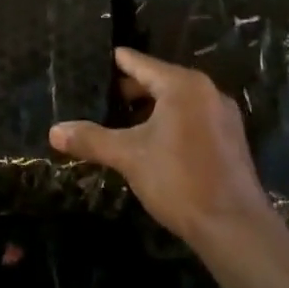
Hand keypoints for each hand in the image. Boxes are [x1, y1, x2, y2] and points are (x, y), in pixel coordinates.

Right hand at [49, 48, 270, 244]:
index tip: (97, 60)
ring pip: (178, 101)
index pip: (140, 63)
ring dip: (152, 108)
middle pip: (161, 81)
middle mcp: (206, 91)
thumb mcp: (129, 157)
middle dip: (131, 90)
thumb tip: (54, 131)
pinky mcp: (230, 140)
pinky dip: (172, 122)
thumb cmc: (179, 180)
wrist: (234, 227)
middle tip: (101, 96)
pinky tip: (154, 142)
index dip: (117, 62)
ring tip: (123, 121)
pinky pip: (193, 118)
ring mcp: (223, 116)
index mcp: (183, 85)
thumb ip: (92, 140)